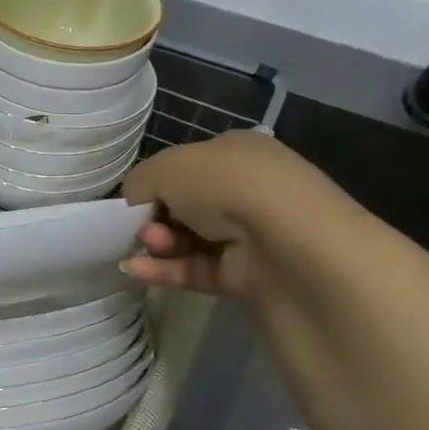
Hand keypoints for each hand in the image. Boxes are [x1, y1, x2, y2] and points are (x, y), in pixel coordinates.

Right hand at [119, 130, 346, 301]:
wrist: (293, 247)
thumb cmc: (228, 188)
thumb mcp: (167, 168)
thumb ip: (141, 183)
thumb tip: (137, 204)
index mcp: (236, 152)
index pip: (184, 167)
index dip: (155, 184)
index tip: (135, 202)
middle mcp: (247, 189)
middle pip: (183, 206)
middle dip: (154, 217)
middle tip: (144, 228)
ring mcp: (252, 235)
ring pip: (188, 239)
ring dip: (159, 244)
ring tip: (150, 247)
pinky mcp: (249, 276)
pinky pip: (197, 270)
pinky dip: (165, 271)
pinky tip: (137, 272)